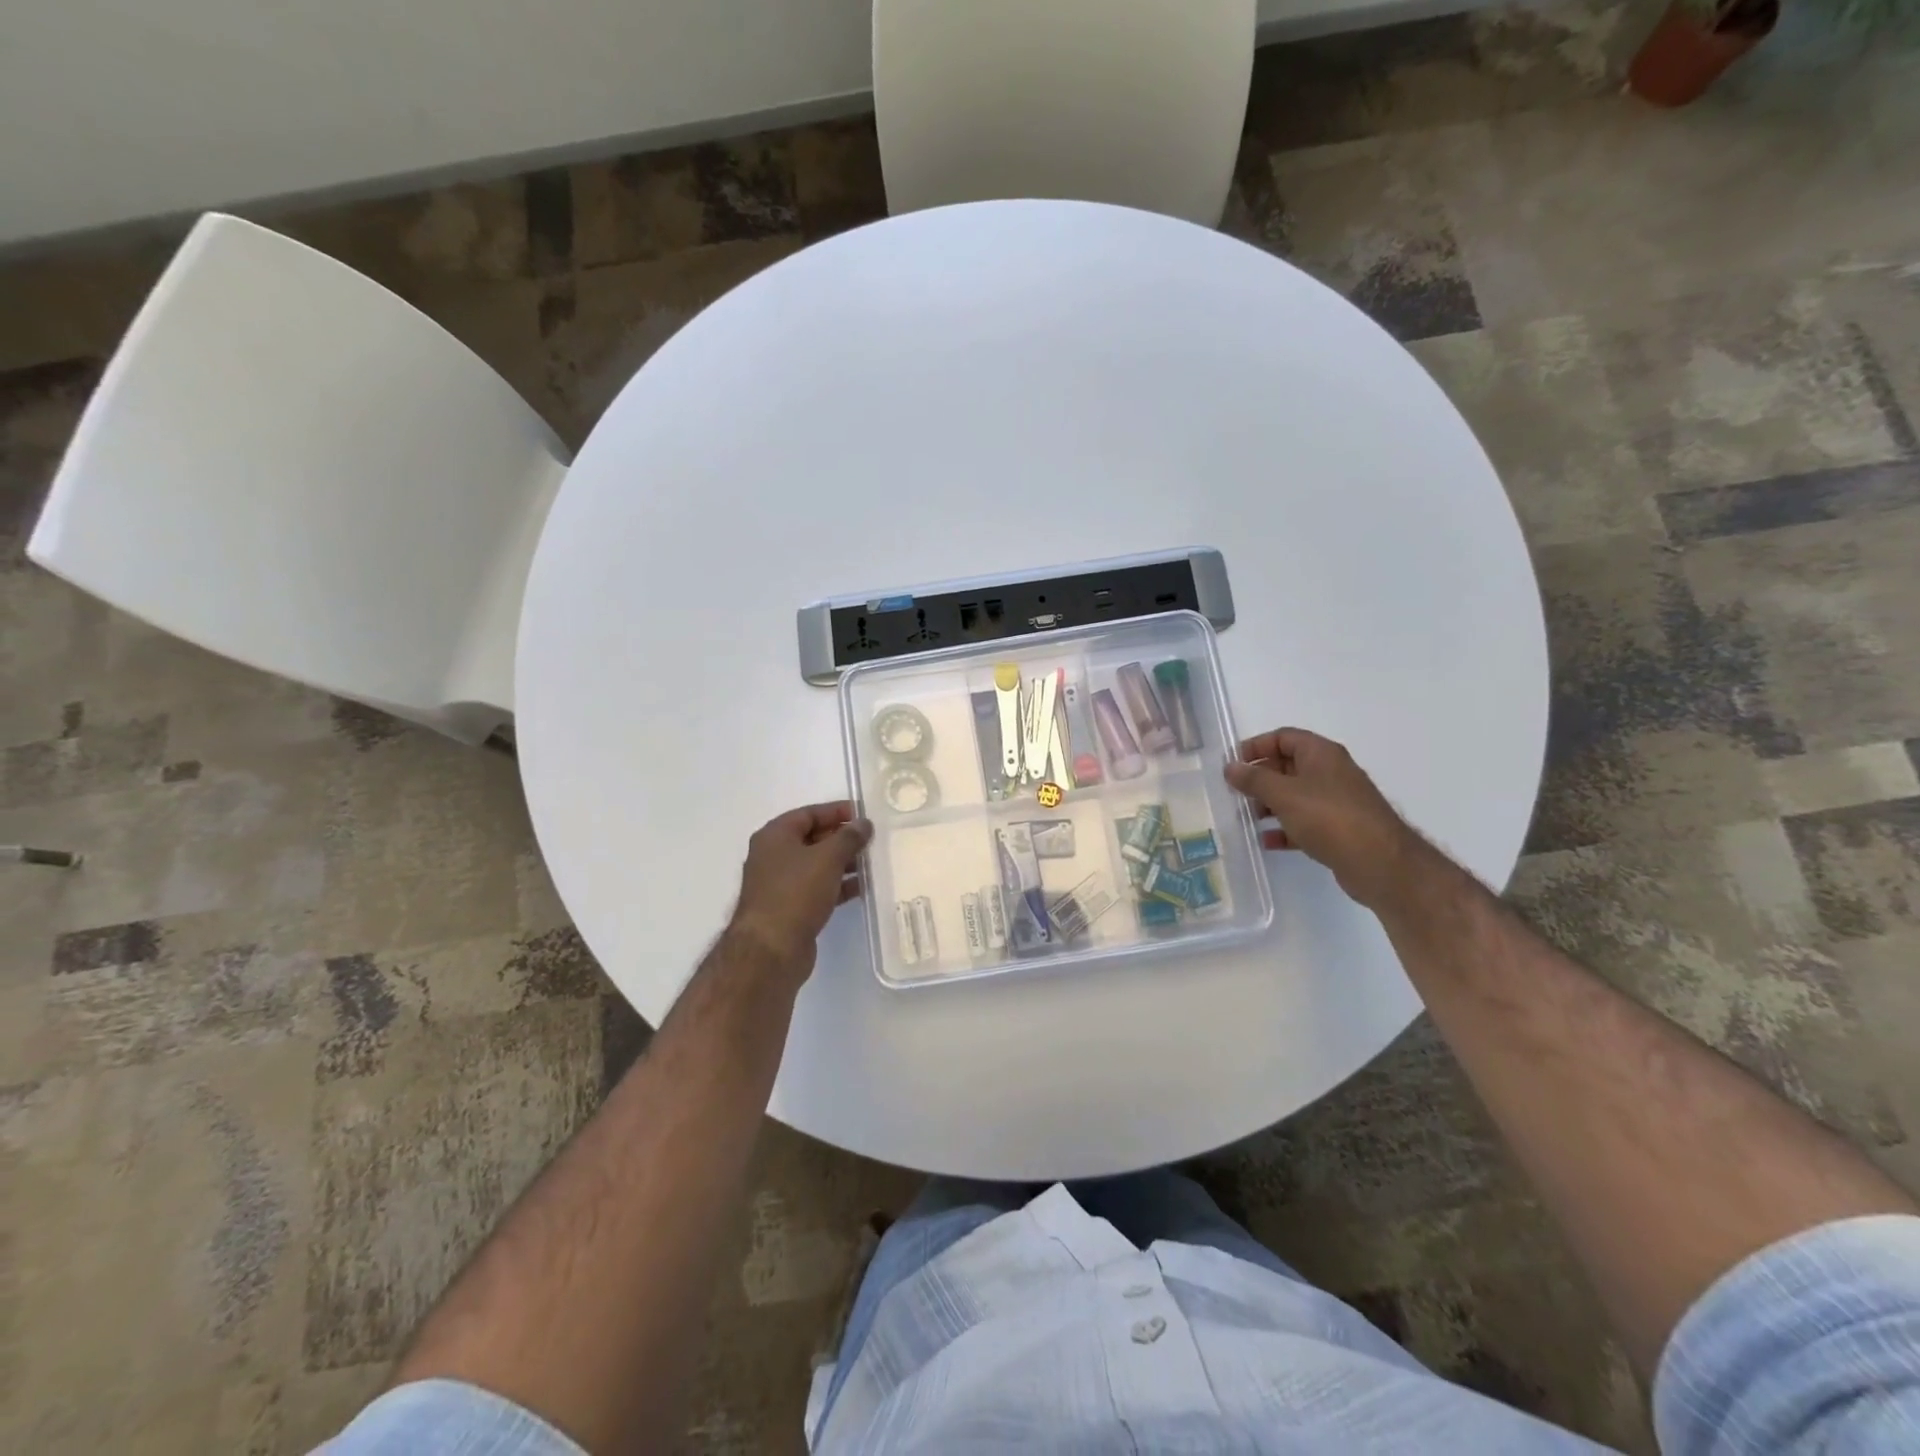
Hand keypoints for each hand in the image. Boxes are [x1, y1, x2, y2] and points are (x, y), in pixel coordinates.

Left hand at [729, 801, 872, 978]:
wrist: (771, 950)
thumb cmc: (796, 893)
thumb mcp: (827, 858)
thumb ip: (848, 837)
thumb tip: (863, 824)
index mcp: (775, 836)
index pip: (808, 814)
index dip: (836, 811)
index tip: (863, 815)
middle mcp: (773, 856)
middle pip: (812, 839)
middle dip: (842, 838)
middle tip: (871, 839)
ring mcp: (780, 884)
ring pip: (817, 865)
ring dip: (843, 863)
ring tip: (872, 862)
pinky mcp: (790, 909)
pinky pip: (818, 888)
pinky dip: (838, 885)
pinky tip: (862, 888)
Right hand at [1224, 728, 1422, 911]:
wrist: (1381, 863)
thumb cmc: (1329, 818)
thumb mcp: (1284, 794)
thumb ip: (1254, 779)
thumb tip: (1231, 767)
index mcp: (1321, 754)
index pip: (1283, 737)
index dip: (1256, 746)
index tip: (1233, 764)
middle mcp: (1331, 772)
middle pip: (1288, 766)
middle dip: (1260, 778)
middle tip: (1236, 793)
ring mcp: (1337, 802)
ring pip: (1295, 795)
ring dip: (1269, 804)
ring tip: (1247, 818)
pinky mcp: (1339, 829)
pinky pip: (1305, 822)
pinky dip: (1285, 828)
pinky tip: (1267, 841)